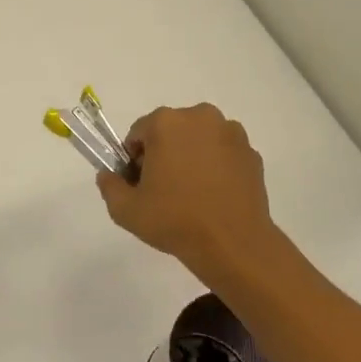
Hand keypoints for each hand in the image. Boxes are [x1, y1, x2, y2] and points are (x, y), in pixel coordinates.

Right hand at [96, 104, 277, 274]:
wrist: (233, 244)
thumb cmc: (175, 220)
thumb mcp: (126, 209)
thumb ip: (109, 186)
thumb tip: (109, 175)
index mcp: (166, 123)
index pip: (139, 133)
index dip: (134, 159)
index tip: (140, 184)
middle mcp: (200, 117)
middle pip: (171, 131)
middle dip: (164, 153)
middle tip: (164, 189)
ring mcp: (230, 133)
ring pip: (199, 139)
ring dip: (191, 156)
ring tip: (192, 193)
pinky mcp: (251, 153)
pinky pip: (223, 153)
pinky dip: (216, 166)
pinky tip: (214, 195)